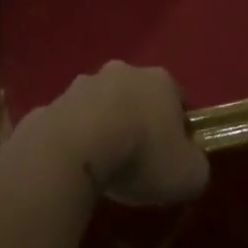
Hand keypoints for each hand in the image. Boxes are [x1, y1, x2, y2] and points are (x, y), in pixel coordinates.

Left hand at [22, 62, 208, 207]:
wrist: (74, 149)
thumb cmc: (141, 155)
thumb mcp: (189, 174)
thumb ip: (196, 166)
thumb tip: (189, 165)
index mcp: (160, 81)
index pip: (178, 100)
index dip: (180, 129)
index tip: (176, 157)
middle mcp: (122, 72)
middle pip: (137, 97)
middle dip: (138, 121)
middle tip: (138, 159)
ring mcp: (82, 84)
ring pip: (100, 105)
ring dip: (104, 127)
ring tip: (103, 164)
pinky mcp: (51, 103)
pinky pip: (70, 123)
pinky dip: (74, 139)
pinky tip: (75, 165)